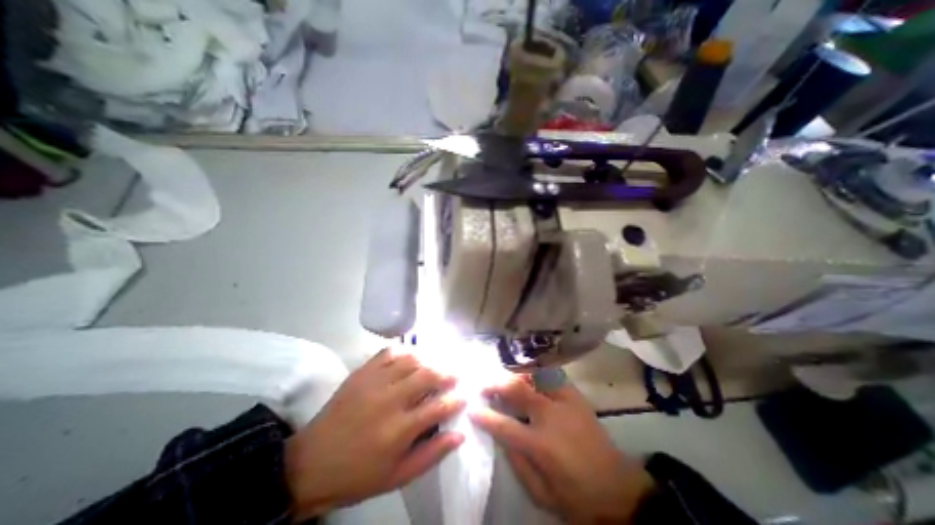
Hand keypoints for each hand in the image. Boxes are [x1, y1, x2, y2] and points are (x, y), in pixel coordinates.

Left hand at [281, 349, 463, 520]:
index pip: (439, 406)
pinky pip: (388, 353)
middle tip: (454, 375)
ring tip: (436, 365)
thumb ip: (431, 454)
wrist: (310, 464)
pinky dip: (404, 351)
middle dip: (446, 373)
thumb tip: (459, 435)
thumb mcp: (398, 476)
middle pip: (427, 375)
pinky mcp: (362, 373)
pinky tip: (411, 356)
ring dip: (428, 360)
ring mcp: (374, 382)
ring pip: (410, 360)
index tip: (464, 396)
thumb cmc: (358, 475)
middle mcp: (390, 400)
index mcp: (400, 430)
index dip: (456, 399)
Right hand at [471, 375, 650, 522]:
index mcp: (541, 445)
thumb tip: (501, 435)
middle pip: (518, 388)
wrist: (619, 490)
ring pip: (535, 375)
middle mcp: (551, 416)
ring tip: (506, 378)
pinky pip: (553, 375)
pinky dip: (538, 372)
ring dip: (516, 374)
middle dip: (496, 383)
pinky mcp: (576, 396)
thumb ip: (517, 463)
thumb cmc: (577, 496)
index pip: (504, 425)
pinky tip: (531, 376)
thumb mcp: (541, 493)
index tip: (472, 410)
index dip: (485, 416)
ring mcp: (565, 402)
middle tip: (485, 385)